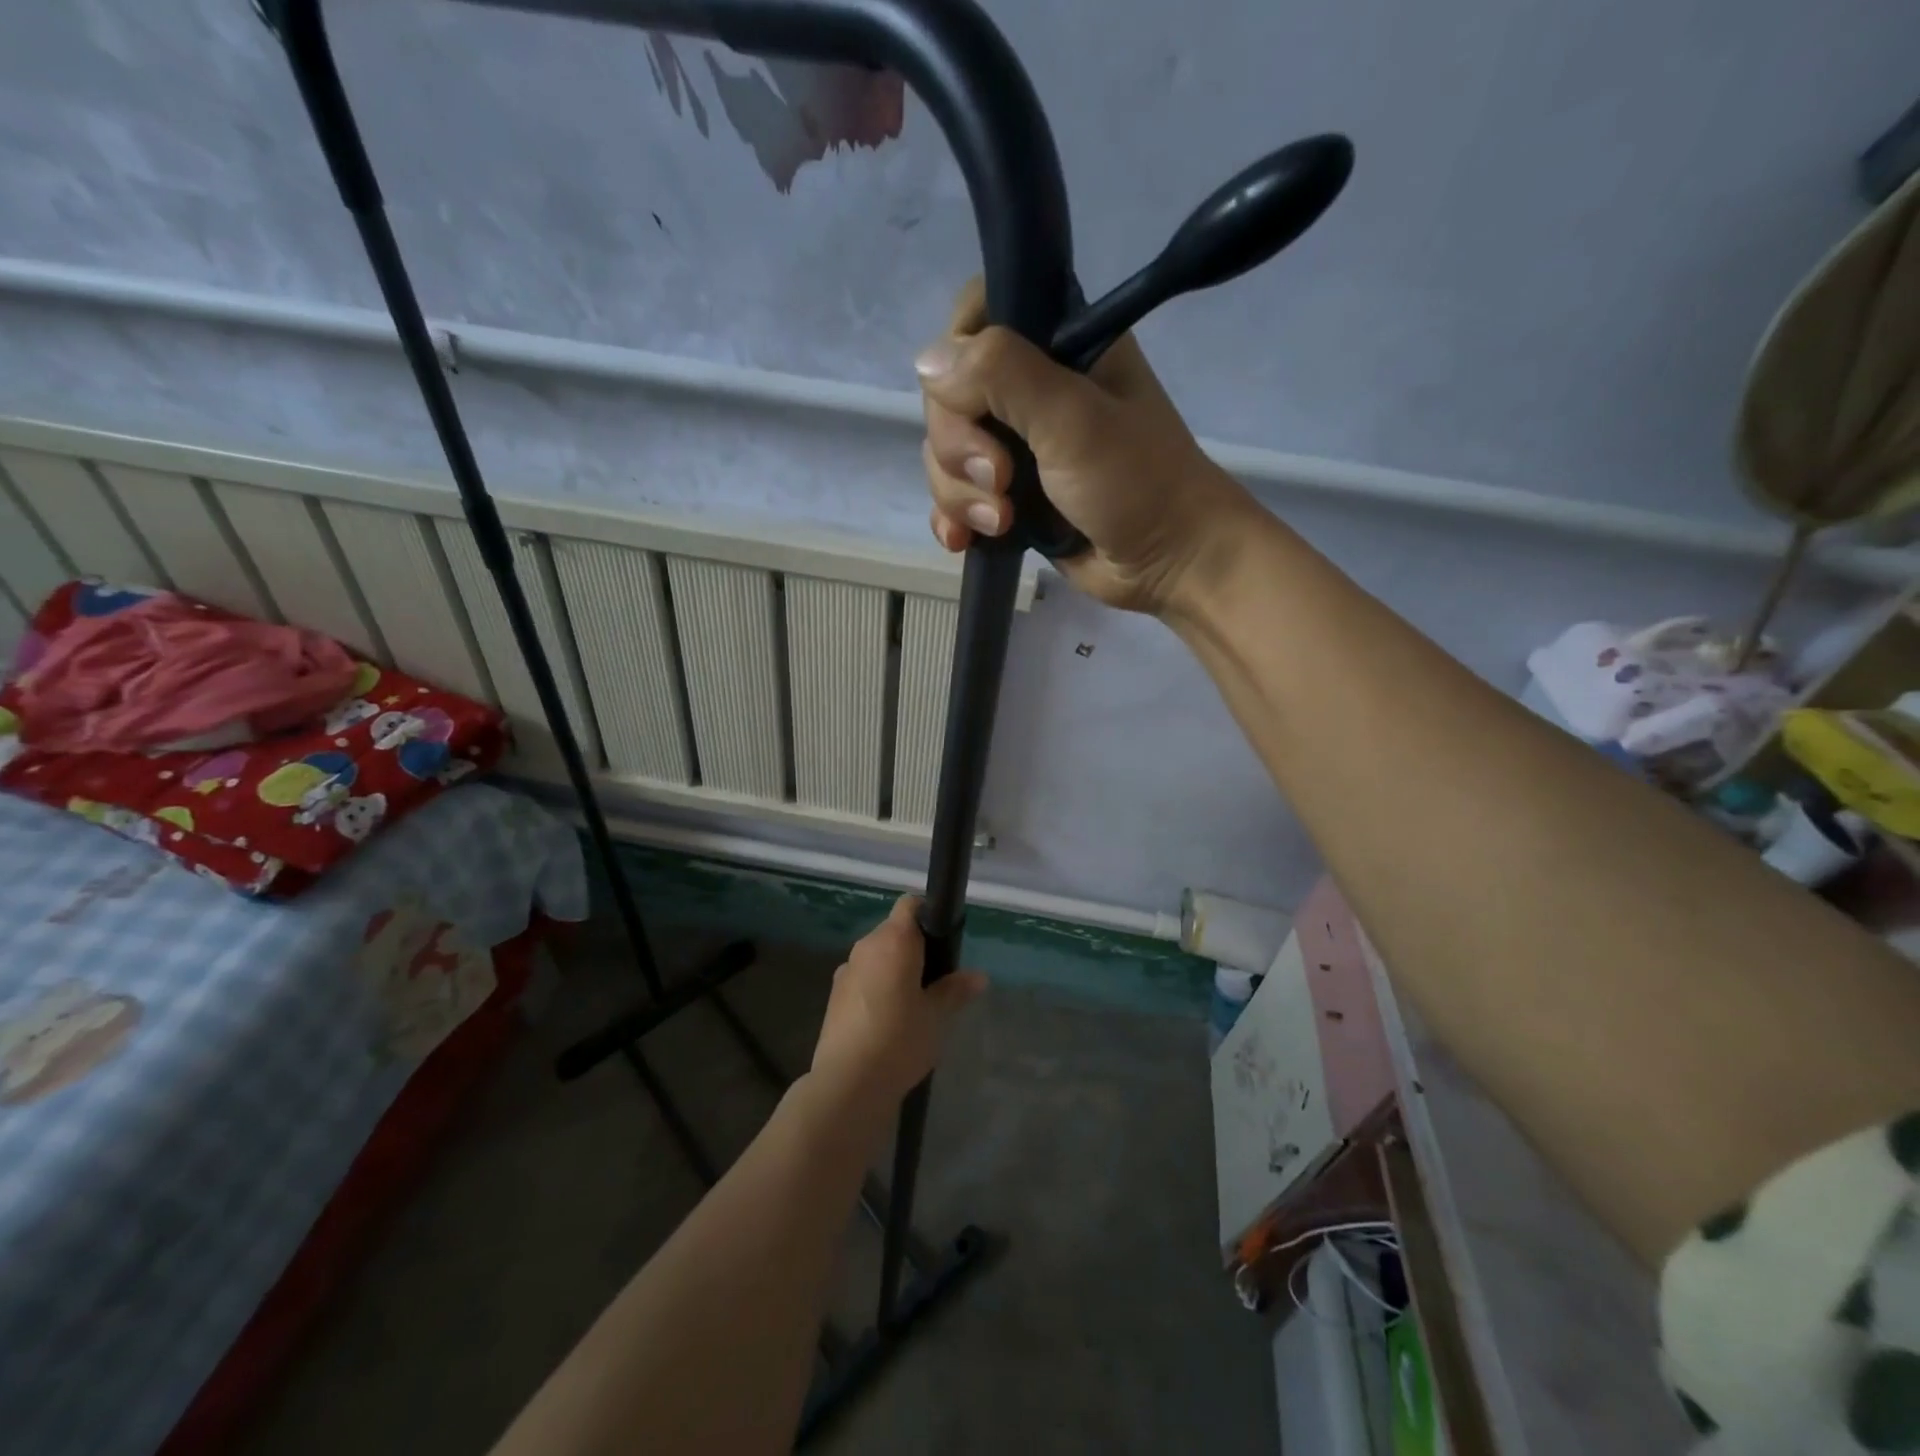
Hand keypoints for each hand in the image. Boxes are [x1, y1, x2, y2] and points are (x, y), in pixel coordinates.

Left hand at [810, 896, 987, 1103]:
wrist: (847, 1084)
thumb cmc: (900, 1040)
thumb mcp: (937, 1016)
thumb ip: (955, 990)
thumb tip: (979, 976)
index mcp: (893, 941)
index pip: (910, 905)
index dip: (928, 914)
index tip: (944, 939)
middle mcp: (866, 946)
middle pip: (894, 931)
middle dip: (915, 947)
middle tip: (936, 978)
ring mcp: (846, 970)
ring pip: (877, 956)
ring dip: (894, 969)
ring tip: (914, 1003)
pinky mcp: (834, 996)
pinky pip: (863, 978)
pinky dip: (877, 987)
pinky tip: (889, 1020)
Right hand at [915, 277, 1258, 615]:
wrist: (1167, 563)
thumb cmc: (1135, 483)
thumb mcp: (1073, 419)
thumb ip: (1002, 376)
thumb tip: (926, 362)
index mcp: (1056, 344)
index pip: (974, 320)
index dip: (955, 362)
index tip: (972, 407)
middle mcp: (1030, 389)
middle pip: (948, 397)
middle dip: (960, 449)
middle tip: (1002, 481)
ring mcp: (1017, 447)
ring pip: (946, 454)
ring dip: (960, 493)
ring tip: (1001, 522)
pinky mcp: (1009, 497)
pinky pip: (955, 497)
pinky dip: (954, 518)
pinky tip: (964, 540)